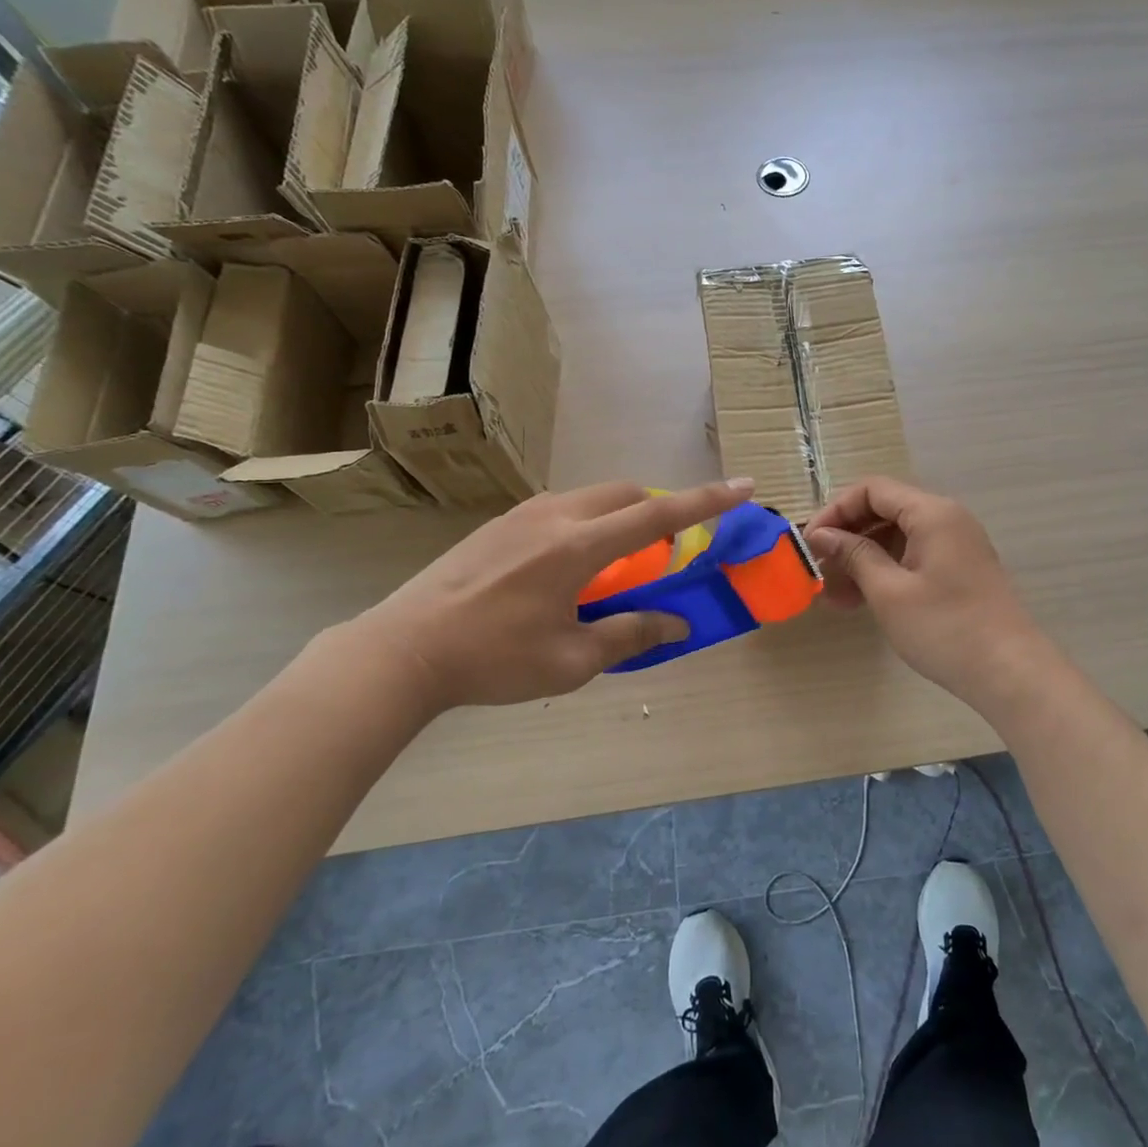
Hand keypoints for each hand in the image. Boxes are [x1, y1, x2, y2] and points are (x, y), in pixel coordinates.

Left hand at [348, 478, 755, 714]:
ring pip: (592, 497)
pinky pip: (563, 509)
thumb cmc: (493, 659)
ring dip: (621, 516)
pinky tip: (570, 567)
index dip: (707, 501)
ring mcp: (523, 515)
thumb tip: (677, 624)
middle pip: (626, 493)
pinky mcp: (500, 524)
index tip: (743, 486)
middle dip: (660, 507)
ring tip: (619, 562)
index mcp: (579, 547)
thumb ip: (630, 635)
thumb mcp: (571, 660)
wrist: (404, 648)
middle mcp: (555, 516)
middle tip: (669, 545)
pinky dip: (589, 523)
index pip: (658, 516)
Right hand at [804, 477, 1059, 704]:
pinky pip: (912, 557)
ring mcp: (955, 545)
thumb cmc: (945, 628)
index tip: (810, 542)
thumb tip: (821, 534)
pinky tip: (861, 602)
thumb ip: (854, 555)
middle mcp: (946, 518)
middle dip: (847, 538)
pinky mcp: (958, 569)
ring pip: (896, 537)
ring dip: (862, 560)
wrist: (1010, 672)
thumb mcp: (889, 592)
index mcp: (932, 513)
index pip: (872, 490)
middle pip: (885, 510)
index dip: (835, 511)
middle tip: (818, 571)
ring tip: (834, 596)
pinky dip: (885, 572)